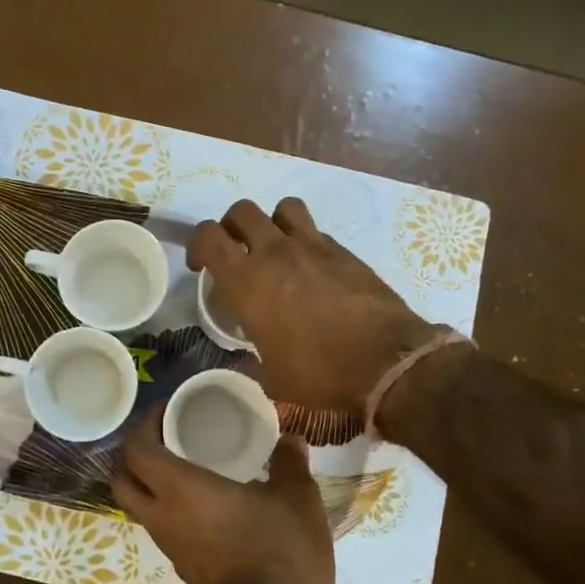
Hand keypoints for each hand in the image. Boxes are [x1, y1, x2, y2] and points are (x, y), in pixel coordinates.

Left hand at [113, 407, 333, 583]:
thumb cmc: (281, 552)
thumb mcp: (297, 498)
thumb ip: (290, 463)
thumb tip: (290, 439)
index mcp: (181, 489)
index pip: (135, 450)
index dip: (143, 424)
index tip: (167, 409)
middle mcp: (163, 516)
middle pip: (120, 480)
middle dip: (133, 454)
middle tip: (165, 437)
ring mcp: (170, 547)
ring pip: (137, 507)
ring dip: (148, 483)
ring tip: (185, 466)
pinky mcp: (183, 569)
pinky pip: (161, 528)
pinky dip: (168, 508)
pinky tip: (205, 503)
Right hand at [189, 199, 438, 415]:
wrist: (386, 361)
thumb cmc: (319, 372)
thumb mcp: (271, 376)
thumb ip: (254, 356)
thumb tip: (253, 358)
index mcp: (246, 280)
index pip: (208, 235)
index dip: (198, 245)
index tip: (202, 267)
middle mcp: (275, 252)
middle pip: (242, 211)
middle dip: (231, 227)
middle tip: (236, 252)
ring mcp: (312, 246)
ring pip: (282, 208)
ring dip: (272, 222)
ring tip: (275, 249)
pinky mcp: (344, 251)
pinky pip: (315, 231)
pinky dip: (306, 242)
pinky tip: (313, 270)